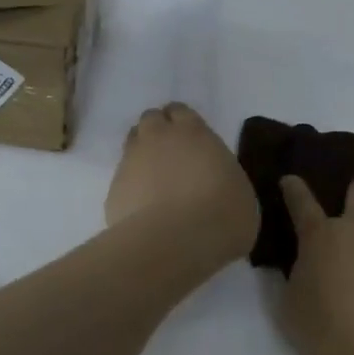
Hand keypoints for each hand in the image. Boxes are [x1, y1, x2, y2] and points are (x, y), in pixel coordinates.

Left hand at [106, 103, 258, 264]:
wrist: (175, 242)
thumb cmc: (222, 214)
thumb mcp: (240, 191)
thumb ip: (222, 176)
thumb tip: (217, 182)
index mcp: (193, 132)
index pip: (179, 111)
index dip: (182, 123)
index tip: (190, 139)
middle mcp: (158, 138)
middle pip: (151, 120)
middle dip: (158, 131)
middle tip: (171, 154)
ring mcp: (131, 161)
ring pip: (132, 144)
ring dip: (142, 154)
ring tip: (156, 179)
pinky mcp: (113, 189)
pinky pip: (122, 178)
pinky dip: (131, 186)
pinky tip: (144, 207)